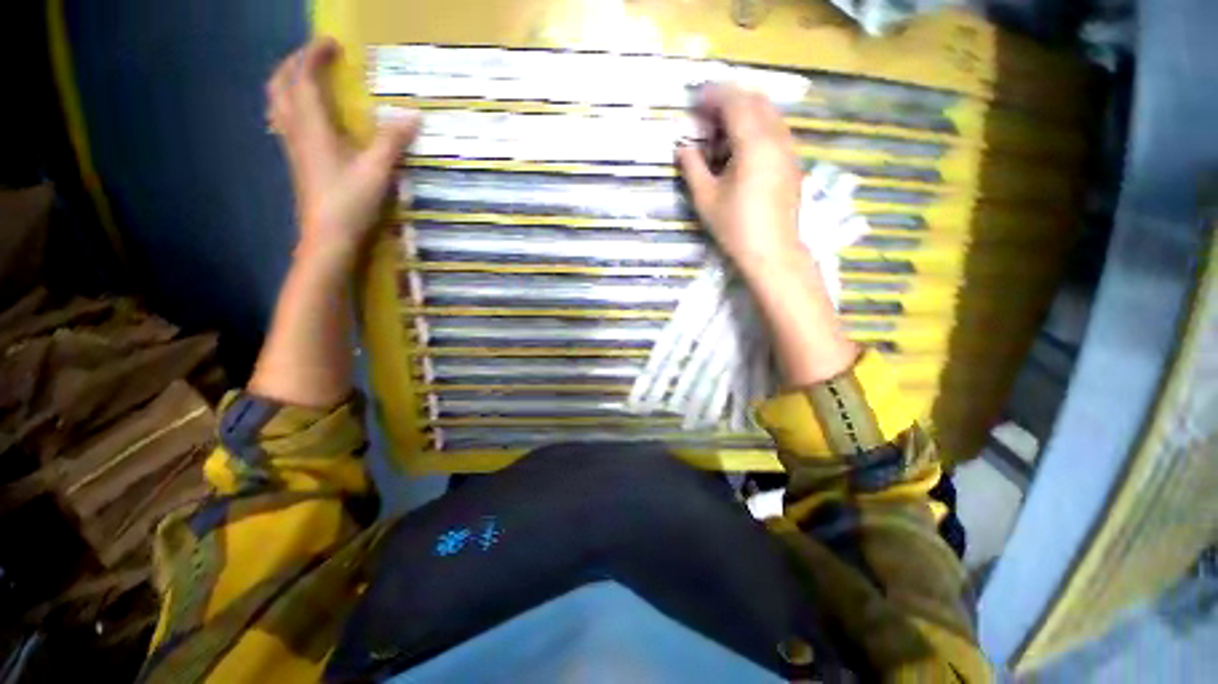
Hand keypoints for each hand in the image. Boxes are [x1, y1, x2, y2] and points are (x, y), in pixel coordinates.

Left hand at [267, 37, 419, 267]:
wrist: (328, 237)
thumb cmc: (350, 202)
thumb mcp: (377, 170)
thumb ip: (392, 140)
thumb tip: (413, 114)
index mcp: (312, 125)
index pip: (304, 77)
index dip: (314, 54)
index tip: (333, 43)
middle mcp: (296, 130)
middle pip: (280, 84)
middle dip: (294, 63)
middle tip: (316, 57)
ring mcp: (294, 147)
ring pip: (278, 103)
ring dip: (289, 83)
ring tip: (309, 80)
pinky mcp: (298, 162)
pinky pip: (286, 122)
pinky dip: (293, 107)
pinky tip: (309, 118)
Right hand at [676, 84, 805, 272]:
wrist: (771, 251)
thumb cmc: (735, 226)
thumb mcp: (706, 198)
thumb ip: (692, 167)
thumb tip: (682, 147)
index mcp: (754, 142)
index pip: (734, 102)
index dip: (712, 96)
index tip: (694, 102)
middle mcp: (776, 137)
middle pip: (755, 100)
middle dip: (729, 101)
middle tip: (707, 119)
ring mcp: (789, 149)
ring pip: (768, 114)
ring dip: (744, 115)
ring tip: (721, 138)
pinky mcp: (792, 162)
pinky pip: (775, 131)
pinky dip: (757, 129)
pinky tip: (741, 152)